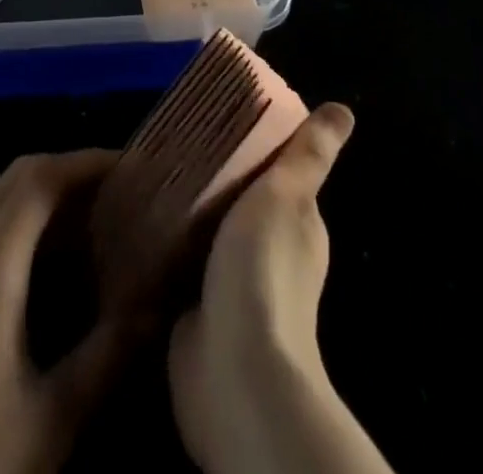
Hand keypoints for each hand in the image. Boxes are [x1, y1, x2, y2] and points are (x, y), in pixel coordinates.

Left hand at [0, 151, 130, 473]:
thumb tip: (156, 308)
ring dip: (44, 198)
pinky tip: (47, 266)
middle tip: (119, 191)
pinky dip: (20, 225)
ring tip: (93, 223)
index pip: (39, 178)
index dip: (85, 162)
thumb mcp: (52, 418)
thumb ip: (107, 355)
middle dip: (69, 173)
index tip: (130, 166)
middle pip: (17, 178)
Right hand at [169, 103, 389, 473]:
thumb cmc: (263, 270)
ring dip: (184, 213)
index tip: (217, 118)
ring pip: (206, 233)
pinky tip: (138, 222)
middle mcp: (268, 254)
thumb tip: (344, 110)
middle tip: (170, 141)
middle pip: (237, 202)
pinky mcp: (195, 311)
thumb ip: (308, 155)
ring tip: (147, 175)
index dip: (252, 148)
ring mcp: (231, 287)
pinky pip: (179, 266)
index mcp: (297, 226)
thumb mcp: (285, 195)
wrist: (233, 371)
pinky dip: (165, 247)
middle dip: (211, 177)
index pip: (276, 174)